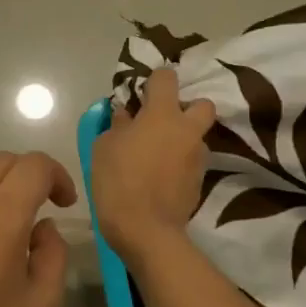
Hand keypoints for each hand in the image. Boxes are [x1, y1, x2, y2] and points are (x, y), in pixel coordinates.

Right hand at [91, 67, 215, 262]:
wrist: (145, 229)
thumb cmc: (118, 179)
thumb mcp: (104, 146)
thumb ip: (118, 125)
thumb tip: (126, 115)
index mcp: (162, 114)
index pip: (166, 77)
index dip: (154, 81)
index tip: (140, 94)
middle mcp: (187, 130)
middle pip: (201, 104)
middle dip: (185, 107)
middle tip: (161, 121)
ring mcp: (198, 156)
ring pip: (197, 135)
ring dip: (182, 138)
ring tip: (157, 154)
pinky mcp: (201, 180)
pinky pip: (192, 160)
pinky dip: (180, 162)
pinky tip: (160, 176)